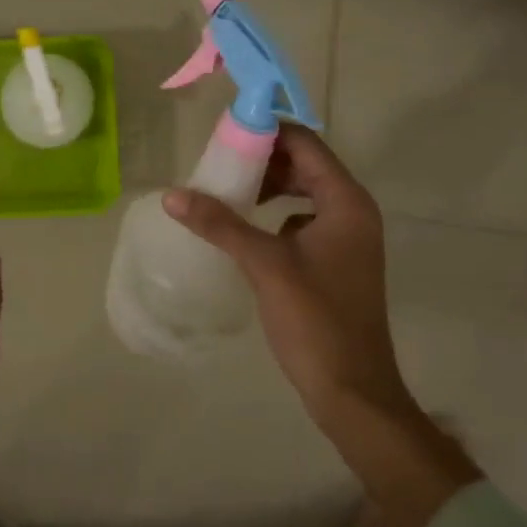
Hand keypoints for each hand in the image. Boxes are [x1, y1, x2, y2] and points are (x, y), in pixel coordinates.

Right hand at [162, 125, 479, 526]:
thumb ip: (220, 224)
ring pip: (303, 192)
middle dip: (262, 160)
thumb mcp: (265, 266)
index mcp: (345, 202)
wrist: (354, 394)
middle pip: (304, 164)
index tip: (225, 135)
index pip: (305, 143)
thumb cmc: (316, 322)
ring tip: (227, 193)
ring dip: (267, 186)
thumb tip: (172, 195)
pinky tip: (245, 231)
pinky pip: (302, 219)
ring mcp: (347, 238)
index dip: (266, 132)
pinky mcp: (337, 261)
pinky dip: (275, 214)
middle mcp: (352, 211)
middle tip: (219, 165)